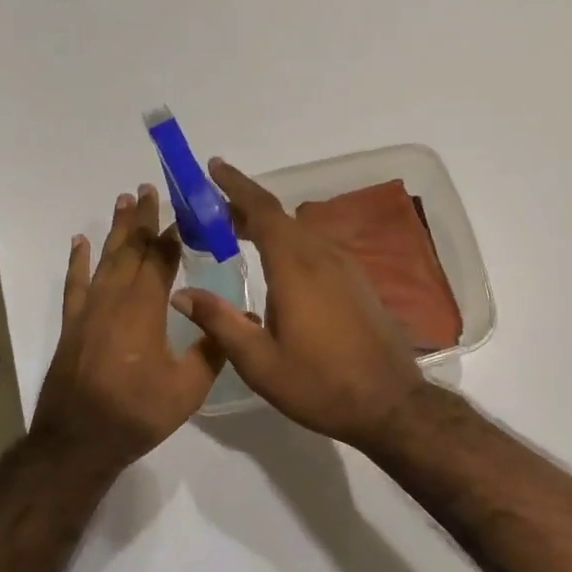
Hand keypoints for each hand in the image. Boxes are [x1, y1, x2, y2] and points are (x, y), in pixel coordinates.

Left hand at [31, 184, 224, 466]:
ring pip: (105, 258)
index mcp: (145, 308)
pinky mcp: (72, 324)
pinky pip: (75, 283)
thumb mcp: (187, 388)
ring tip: (124, 201)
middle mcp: (115, 298)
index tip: (185, 211)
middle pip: (132, 248)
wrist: (77, 440)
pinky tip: (80, 242)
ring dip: (116, 229)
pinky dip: (78, 260)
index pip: (162, 259)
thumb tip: (243, 319)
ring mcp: (89, 309)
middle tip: (149, 189)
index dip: (174, 234)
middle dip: (144, 219)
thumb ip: (213, 349)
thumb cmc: (137, 413)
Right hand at [171, 159, 424, 446]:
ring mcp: (345, 267)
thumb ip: (220, 322)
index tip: (213, 168)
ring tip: (235, 234)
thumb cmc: (320, 384)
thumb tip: (182, 294)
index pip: (262, 211)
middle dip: (244, 206)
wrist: (390, 403)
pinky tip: (277, 264)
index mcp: (295, 268)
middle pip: (279, 217)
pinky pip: (316, 247)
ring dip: (267, 225)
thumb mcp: (260, 362)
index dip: (236, 186)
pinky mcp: (357, 281)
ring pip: (300, 231)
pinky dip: (289, 242)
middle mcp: (322, 256)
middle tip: (211, 210)